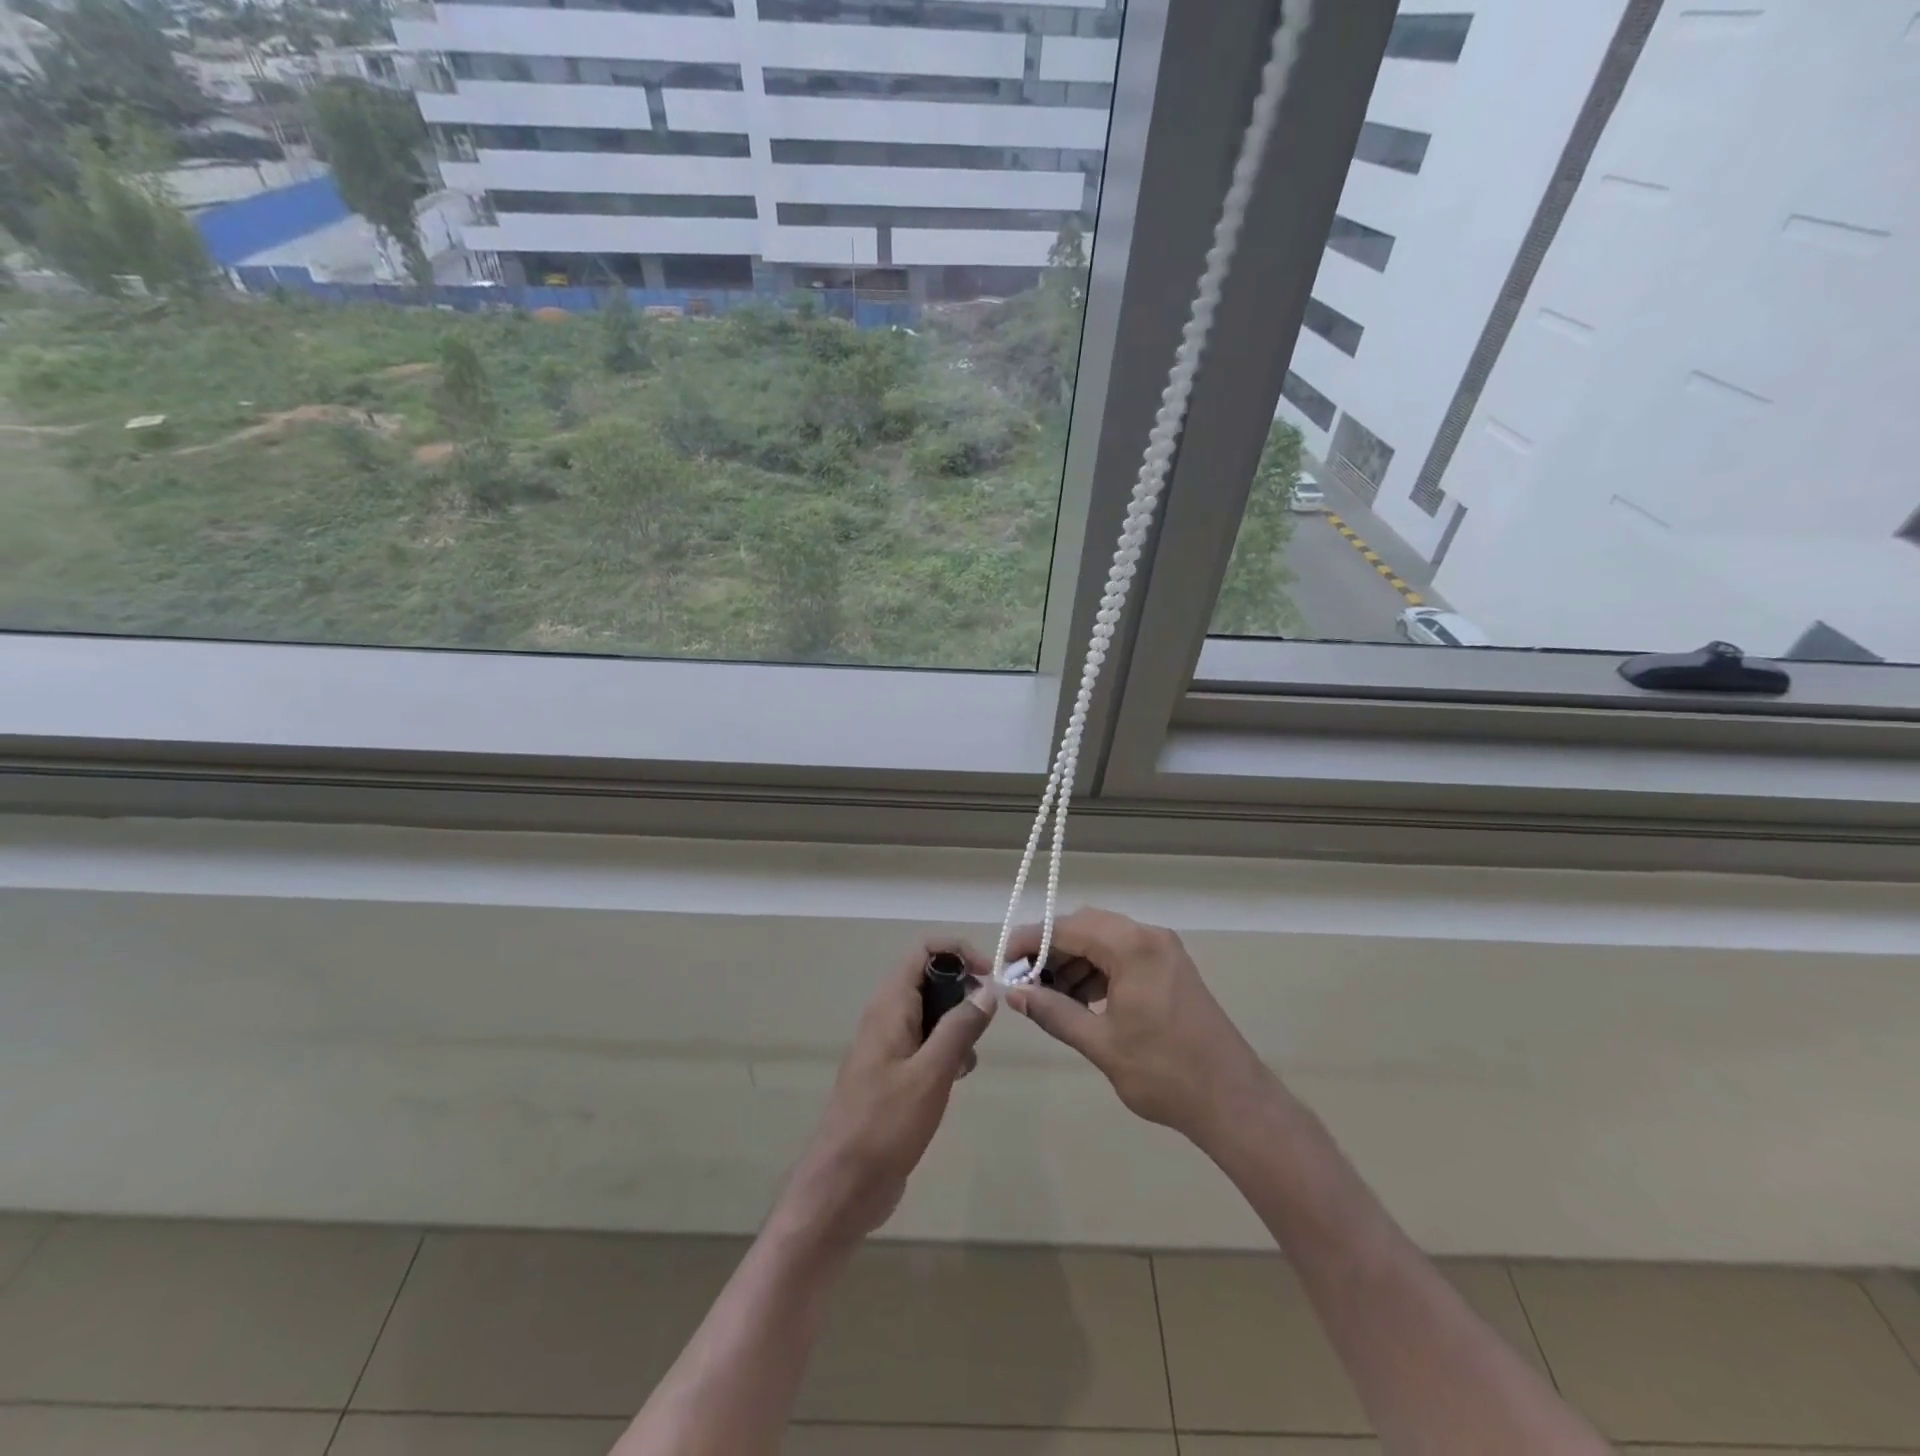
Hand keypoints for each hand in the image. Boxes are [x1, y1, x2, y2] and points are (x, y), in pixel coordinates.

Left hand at [776, 940, 996, 1248]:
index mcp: (889, 1007)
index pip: (922, 951)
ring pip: (929, 1014)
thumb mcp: (931, 1074)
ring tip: (969, 1059)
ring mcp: (887, 1046)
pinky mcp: (892, 1074)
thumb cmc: (885, 1125)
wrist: (843, 1187)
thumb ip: (959, 1028)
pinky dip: (945, 1051)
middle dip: (962, 991)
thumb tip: (987, 990)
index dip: (958, 951)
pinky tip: (957, 1079)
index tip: (989, 975)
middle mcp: (886, 1018)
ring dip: (956, 1026)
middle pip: (928, 979)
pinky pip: (924, 1044)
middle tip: (985, 1022)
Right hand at [1006, 908, 1268, 1146]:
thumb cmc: (1163, 1072)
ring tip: (1051, 997)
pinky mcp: (1171, 967)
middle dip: (1052, 949)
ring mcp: (1164, 950)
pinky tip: (1083, 1000)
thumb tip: (1015, 994)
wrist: (1232, 1100)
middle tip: (1026, 982)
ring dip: (1075, 961)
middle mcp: (1149, 937)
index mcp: (1132, 947)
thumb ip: (1053, 1012)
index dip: (1031, 941)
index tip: (1005, 963)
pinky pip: (1124, 954)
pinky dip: (1099, 970)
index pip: (1067, 927)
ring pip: (1104, 939)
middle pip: (1086, 926)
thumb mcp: (1100, 1043)